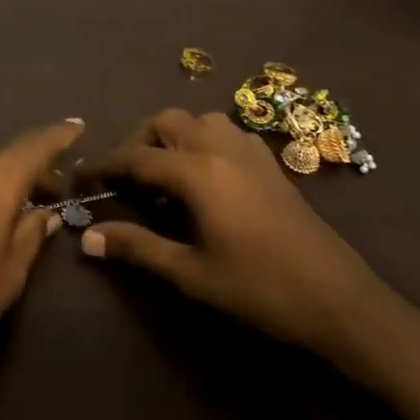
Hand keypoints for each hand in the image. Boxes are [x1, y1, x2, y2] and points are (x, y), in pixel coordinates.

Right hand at [84, 110, 398, 363]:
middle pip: (166, 122)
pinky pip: (225, 132)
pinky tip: (203, 176)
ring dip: (172, 136)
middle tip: (123, 178)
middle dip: (137, 142)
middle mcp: (220, 148)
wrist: (339, 299)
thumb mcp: (191, 274)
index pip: (135, 157)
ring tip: (161, 173)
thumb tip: (88, 239)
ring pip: (198, 120)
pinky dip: (202, 140)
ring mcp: (250, 152)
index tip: (80, 180)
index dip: (103, 167)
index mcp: (198, 172)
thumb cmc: (259, 289)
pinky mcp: (270, 163)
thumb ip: (137, 248)